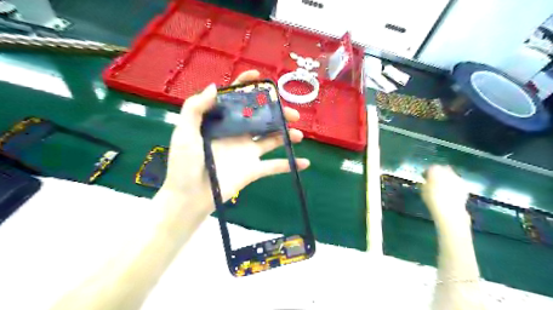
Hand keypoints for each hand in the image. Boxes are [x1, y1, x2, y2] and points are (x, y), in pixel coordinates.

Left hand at [160, 70, 309, 214]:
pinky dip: (290, 165)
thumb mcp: (185, 133)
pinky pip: (275, 166)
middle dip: (278, 113)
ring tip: (298, 134)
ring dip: (287, 135)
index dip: (246, 86)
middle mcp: (237, 134)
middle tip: (292, 113)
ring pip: (272, 139)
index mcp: (222, 123)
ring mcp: (247, 152)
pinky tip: (305, 162)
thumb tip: (215, 87)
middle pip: (262, 118)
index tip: (259, 77)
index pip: (236, 100)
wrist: (189, 197)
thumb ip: (195, 108)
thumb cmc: (184, 164)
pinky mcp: (253, 170)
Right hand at [422, 165, 467, 226]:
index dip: (428, 173)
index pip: (430, 168)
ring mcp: (457, 177)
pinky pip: (457, 183)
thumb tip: (427, 182)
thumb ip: (425, 183)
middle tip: (435, 182)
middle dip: (439, 174)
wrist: (449, 209)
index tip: (425, 179)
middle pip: (442, 169)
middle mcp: (447, 170)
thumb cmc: (431, 198)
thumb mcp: (423, 190)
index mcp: (434, 170)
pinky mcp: (464, 185)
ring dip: (447, 179)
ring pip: (451, 176)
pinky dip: (454, 186)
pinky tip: (451, 193)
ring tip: (444, 188)